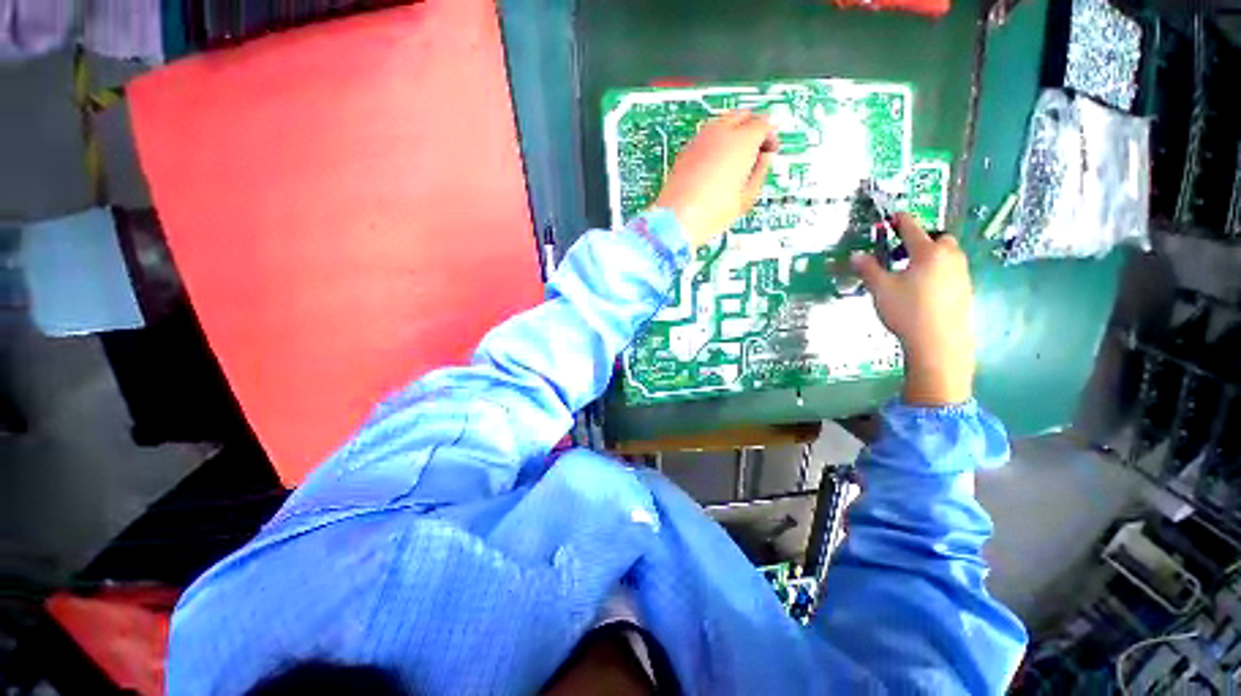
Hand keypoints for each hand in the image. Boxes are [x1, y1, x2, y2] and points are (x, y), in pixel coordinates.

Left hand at [653, 111, 777, 247]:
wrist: (676, 220)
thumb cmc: (712, 213)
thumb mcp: (746, 198)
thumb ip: (760, 172)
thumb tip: (764, 159)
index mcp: (741, 142)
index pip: (763, 123)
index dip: (771, 137)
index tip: (770, 153)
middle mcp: (720, 132)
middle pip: (742, 115)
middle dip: (753, 128)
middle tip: (755, 151)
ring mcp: (699, 139)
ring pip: (722, 122)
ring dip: (733, 132)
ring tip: (735, 159)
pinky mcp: (685, 150)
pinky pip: (706, 135)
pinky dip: (716, 141)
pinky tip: (715, 164)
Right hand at [851, 214, 974, 405]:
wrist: (939, 341)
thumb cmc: (907, 311)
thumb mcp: (880, 289)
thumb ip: (868, 269)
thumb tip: (856, 255)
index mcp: (928, 252)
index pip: (913, 228)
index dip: (900, 220)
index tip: (893, 217)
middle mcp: (949, 257)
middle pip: (939, 238)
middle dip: (922, 239)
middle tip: (902, 252)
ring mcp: (961, 273)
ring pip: (947, 254)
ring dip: (931, 255)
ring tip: (910, 272)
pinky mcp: (965, 289)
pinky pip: (951, 270)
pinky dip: (937, 271)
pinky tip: (923, 289)